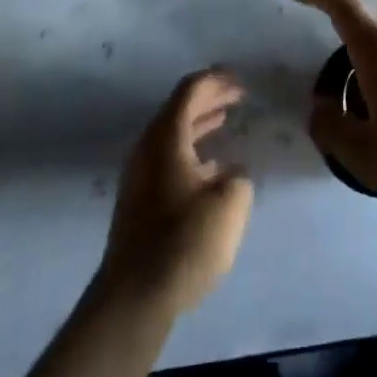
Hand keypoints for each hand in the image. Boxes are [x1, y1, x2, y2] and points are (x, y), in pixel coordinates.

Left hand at [100, 69, 253, 314]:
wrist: (135, 296)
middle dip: (209, 98)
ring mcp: (140, 175)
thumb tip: (231, 172)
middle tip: (238, 95)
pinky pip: (169, 157)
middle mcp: (148, 148)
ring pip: (173, 135)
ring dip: (200, 124)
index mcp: (166, 137)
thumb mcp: (229, 203)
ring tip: (226, 120)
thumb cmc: (184, 240)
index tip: (240, 79)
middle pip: (179, 109)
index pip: (190, 91)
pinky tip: (212, 166)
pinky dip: (192, 149)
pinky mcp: (140, 200)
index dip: (216, 80)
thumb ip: (238, 177)